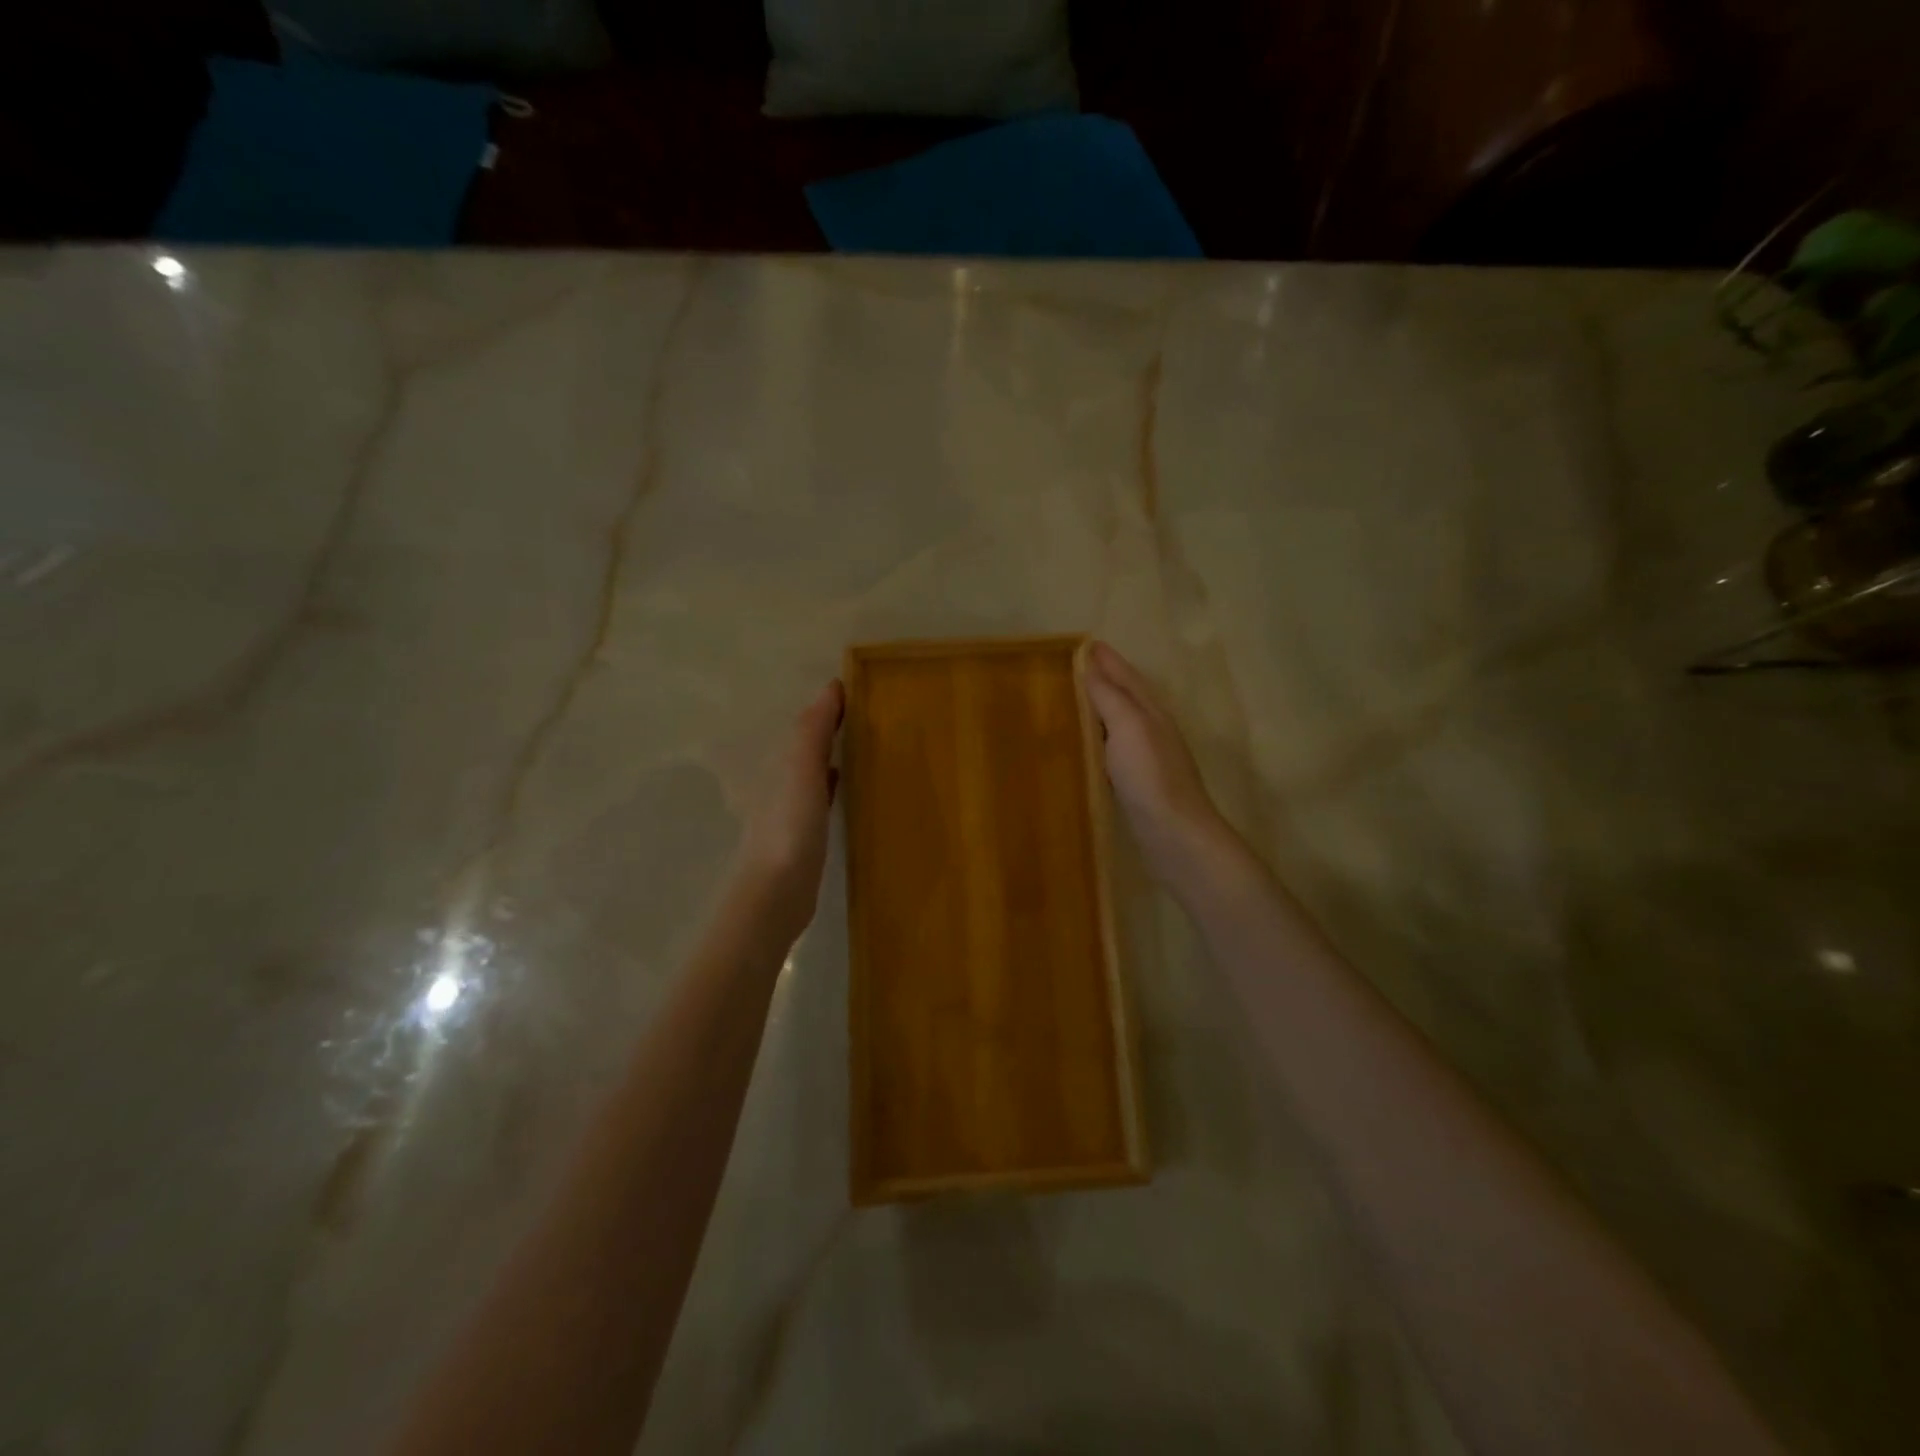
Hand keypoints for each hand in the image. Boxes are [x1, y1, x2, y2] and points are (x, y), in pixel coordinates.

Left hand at [734, 679, 843, 943]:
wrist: (776, 891)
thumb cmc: (790, 825)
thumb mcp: (801, 769)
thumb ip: (813, 730)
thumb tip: (831, 687)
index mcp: (779, 764)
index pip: (805, 726)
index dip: (828, 708)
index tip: (859, 693)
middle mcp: (780, 782)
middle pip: (807, 748)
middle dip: (830, 731)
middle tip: (867, 717)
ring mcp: (790, 811)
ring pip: (813, 773)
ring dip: (832, 757)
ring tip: (864, 747)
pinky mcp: (804, 837)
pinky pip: (821, 800)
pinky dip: (833, 786)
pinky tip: (847, 788)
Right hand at [1083, 642, 1234, 890]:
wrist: (1175, 835)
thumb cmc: (1151, 776)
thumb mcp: (1129, 727)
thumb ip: (1110, 696)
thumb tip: (1090, 664)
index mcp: (1150, 712)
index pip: (1126, 676)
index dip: (1107, 660)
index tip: (1084, 643)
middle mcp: (1151, 730)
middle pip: (1126, 696)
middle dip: (1104, 679)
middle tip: (1075, 667)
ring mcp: (1147, 758)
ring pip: (1120, 723)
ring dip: (1101, 708)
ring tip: (1075, 701)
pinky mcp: (1137, 784)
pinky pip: (1113, 750)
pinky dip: (1099, 740)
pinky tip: (1086, 747)